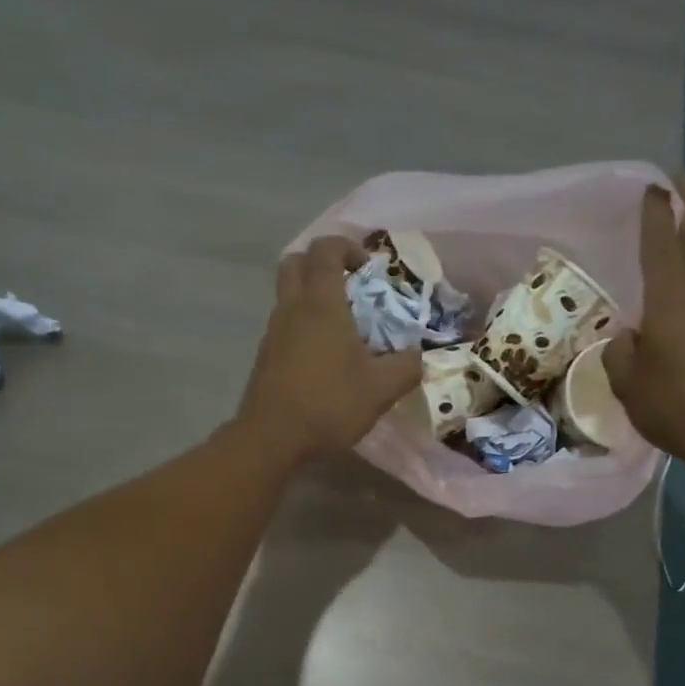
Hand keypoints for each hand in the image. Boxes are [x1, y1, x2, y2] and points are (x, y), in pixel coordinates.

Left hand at [236, 236, 422, 462]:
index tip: (368, 266)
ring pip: (287, 296)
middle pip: (295, 263)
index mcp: (321, 304)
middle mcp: (292, 309)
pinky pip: (284, 325)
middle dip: (320, 263)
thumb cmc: (329, 404)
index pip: (325, 250)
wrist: (271, 439)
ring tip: (342, 327)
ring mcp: (273, 332)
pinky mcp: (264, 357)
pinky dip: (302, 326)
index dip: (346, 247)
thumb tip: (419, 358)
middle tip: (348, 286)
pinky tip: (323, 358)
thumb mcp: (380, 389)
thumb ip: (406, 368)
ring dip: (311, 298)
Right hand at [604, 174, 684, 469]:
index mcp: (671, 300)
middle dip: (684, 206)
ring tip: (673, 230)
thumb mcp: (629, 384)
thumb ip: (620, 353)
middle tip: (674, 180)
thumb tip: (627, 338)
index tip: (652, 183)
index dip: (655, 213)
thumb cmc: (678, 407)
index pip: (661, 243)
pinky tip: (681, 293)